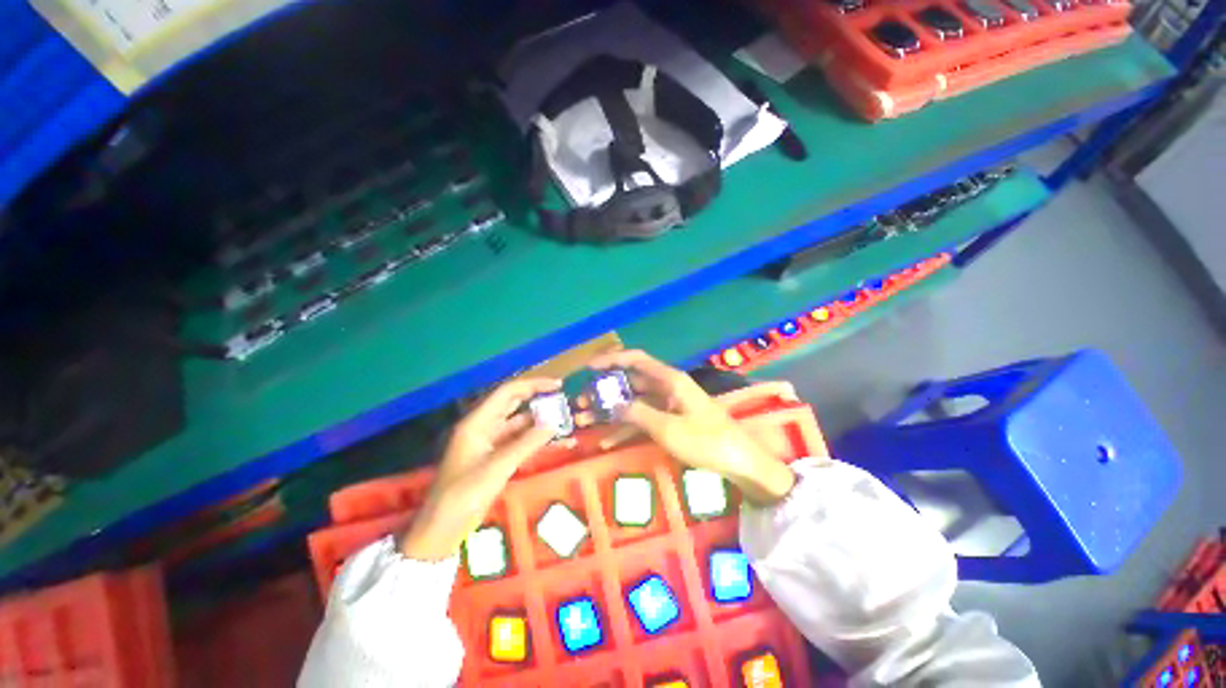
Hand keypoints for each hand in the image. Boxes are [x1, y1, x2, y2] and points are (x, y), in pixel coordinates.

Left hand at [400, 378, 558, 560]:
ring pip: (519, 425)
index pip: (508, 392)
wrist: (443, 529)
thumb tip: (553, 423)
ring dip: (539, 422)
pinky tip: (555, 443)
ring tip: (565, 421)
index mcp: (478, 422)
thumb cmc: (464, 494)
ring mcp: (490, 444)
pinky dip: (536, 441)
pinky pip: (519, 443)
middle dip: (538, 400)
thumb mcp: (497, 467)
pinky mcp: (495, 458)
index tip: (558, 385)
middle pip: (514, 405)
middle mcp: (484, 427)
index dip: (533, 385)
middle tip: (564, 400)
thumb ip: (527, 443)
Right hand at [586, 350, 794, 505]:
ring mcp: (668, 406)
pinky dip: (625, 429)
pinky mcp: (670, 421)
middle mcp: (667, 388)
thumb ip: (637, 413)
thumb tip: (612, 404)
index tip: (588, 367)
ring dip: (610, 412)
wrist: (740, 462)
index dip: (612, 360)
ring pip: (633, 403)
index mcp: (670, 380)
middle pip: (630, 383)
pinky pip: (643, 420)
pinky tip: (605, 442)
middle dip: (604, 392)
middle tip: (580, 403)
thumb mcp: (668, 428)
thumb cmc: (706, 441)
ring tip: (584, 422)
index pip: (636, 360)